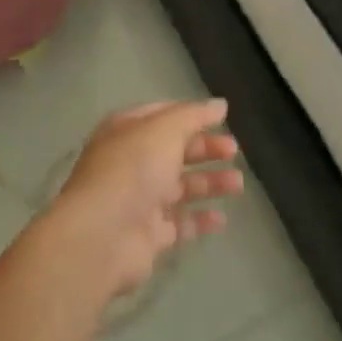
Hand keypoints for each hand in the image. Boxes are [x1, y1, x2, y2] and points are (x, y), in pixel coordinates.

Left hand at [49, 99, 243, 298]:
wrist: (102, 235)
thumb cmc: (132, 169)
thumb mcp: (164, 129)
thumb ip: (194, 116)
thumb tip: (220, 105)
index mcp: (127, 131)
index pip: (162, 115)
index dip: (191, 115)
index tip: (222, 119)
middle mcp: (131, 162)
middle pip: (174, 151)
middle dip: (204, 149)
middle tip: (234, 150)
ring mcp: (139, 200)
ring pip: (180, 187)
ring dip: (209, 183)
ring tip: (238, 184)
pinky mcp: (148, 235)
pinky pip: (179, 223)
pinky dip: (200, 220)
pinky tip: (222, 218)